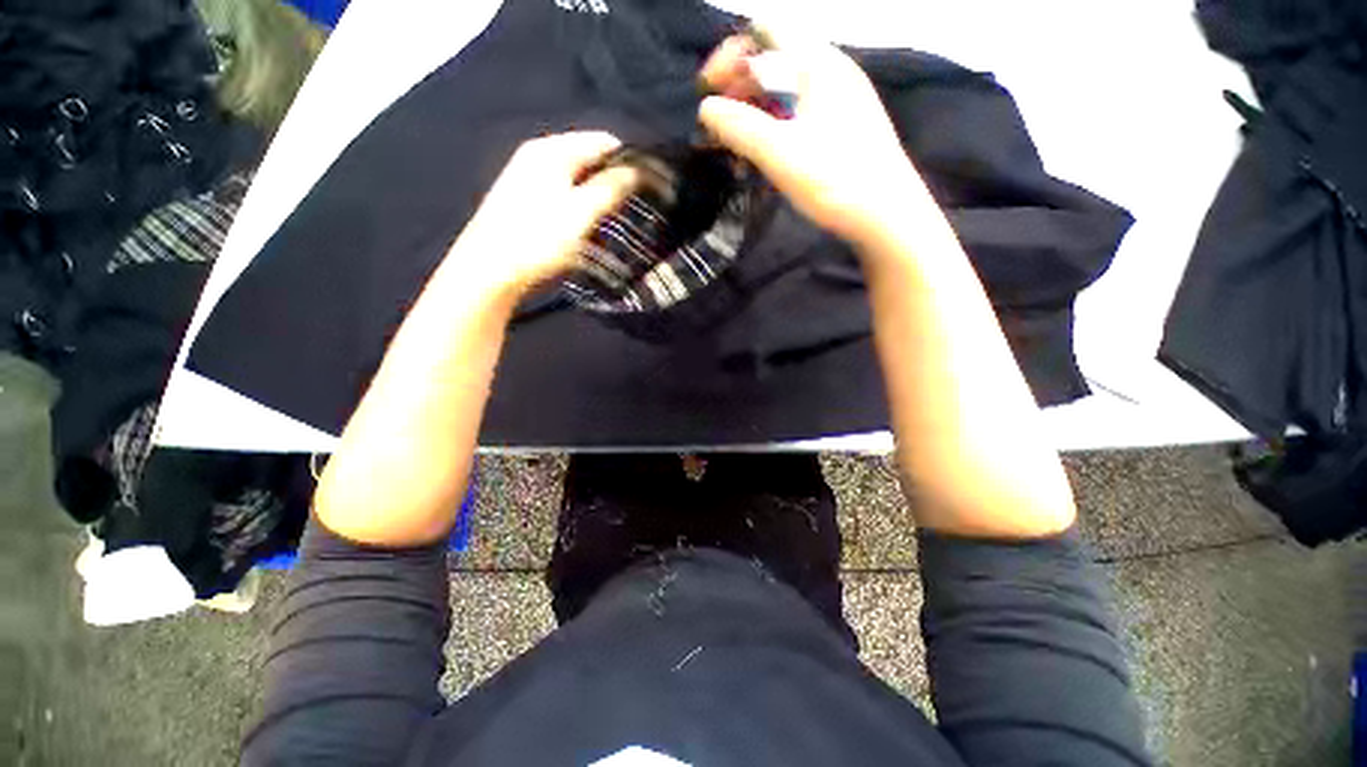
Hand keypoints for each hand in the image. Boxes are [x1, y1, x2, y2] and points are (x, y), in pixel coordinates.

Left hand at [448, 132, 639, 301]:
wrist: (489, 269)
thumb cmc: (538, 238)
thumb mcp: (581, 213)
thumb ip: (610, 188)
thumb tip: (636, 170)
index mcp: (552, 150)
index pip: (603, 141)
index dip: (629, 162)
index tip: (648, 189)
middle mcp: (539, 155)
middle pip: (589, 159)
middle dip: (612, 182)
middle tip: (630, 211)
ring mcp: (528, 176)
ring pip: (577, 179)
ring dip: (596, 199)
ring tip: (610, 225)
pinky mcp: (524, 198)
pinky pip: (563, 194)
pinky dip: (579, 208)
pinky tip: (584, 229)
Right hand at [698, 28, 924, 248]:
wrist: (888, 218)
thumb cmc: (836, 180)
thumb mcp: (781, 153)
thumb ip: (740, 127)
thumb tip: (705, 107)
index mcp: (819, 63)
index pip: (765, 30)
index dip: (730, 55)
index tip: (707, 92)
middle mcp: (830, 73)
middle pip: (773, 63)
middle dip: (738, 90)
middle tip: (716, 128)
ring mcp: (837, 103)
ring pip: (783, 95)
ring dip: (752, 117)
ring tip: (733, 152)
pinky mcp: (839, 131)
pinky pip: (796, 118)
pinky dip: (772, 133)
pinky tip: (760, 162)